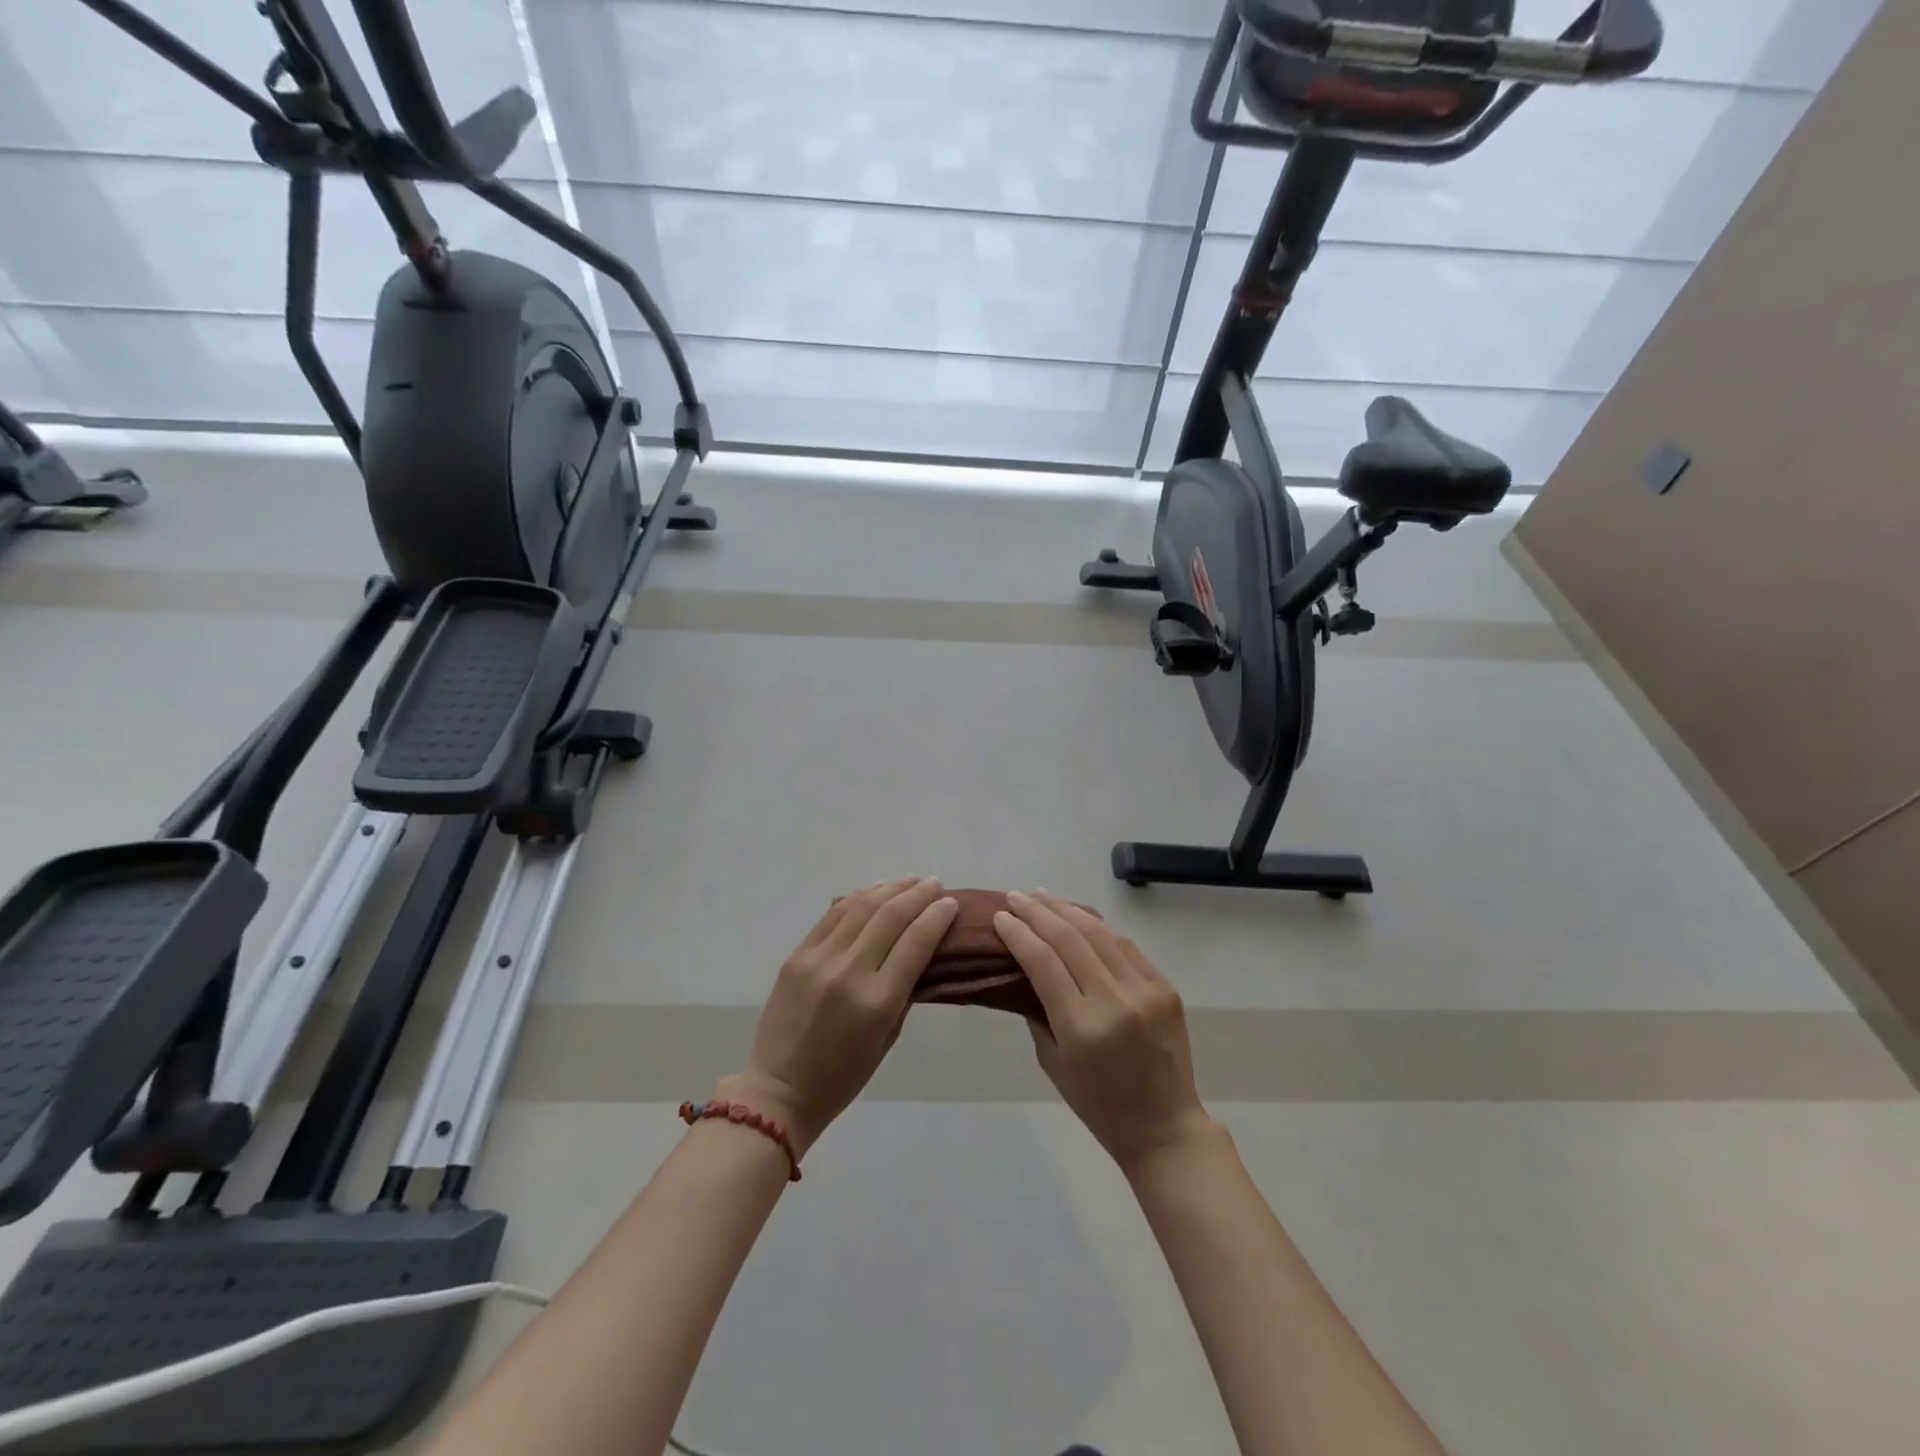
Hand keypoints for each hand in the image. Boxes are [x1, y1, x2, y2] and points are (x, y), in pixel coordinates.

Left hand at [727, 877, 958, 1156]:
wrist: (779, 1089)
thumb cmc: (842, 1076)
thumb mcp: (887, 1038)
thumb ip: (904, 991)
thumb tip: (920, 950)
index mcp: (877, 1001)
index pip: (915, 943)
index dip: (937, 917)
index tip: (951, 903)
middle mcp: (849, 972)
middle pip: (891, 917)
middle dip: (918, 895)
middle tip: (936, 884)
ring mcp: (819, 959)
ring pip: (861, 908)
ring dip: (890, 889)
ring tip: (910, 880)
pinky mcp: (797, 955)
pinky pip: (832, 915)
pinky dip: (857, 897)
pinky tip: (874, 889)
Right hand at [994, 890, 1212, 1171]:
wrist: (1164, 1125)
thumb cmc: (1098, 1103)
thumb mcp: (1053, 1063)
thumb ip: (1038, 1011)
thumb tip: (1025, 967)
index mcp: (1081, 1026)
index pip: (1043, 962)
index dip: (1018, 934)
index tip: (999, 916)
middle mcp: (1114, 1001)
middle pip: (1070, 938)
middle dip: (1038, 912)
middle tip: (1016, 896)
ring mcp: (1144, 990)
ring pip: (1100, 934)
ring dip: (1067, 910)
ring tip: (1042, 895)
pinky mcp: (1164, 987)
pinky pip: (1125, 947)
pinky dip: (1099, 929)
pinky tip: (1080, 918)